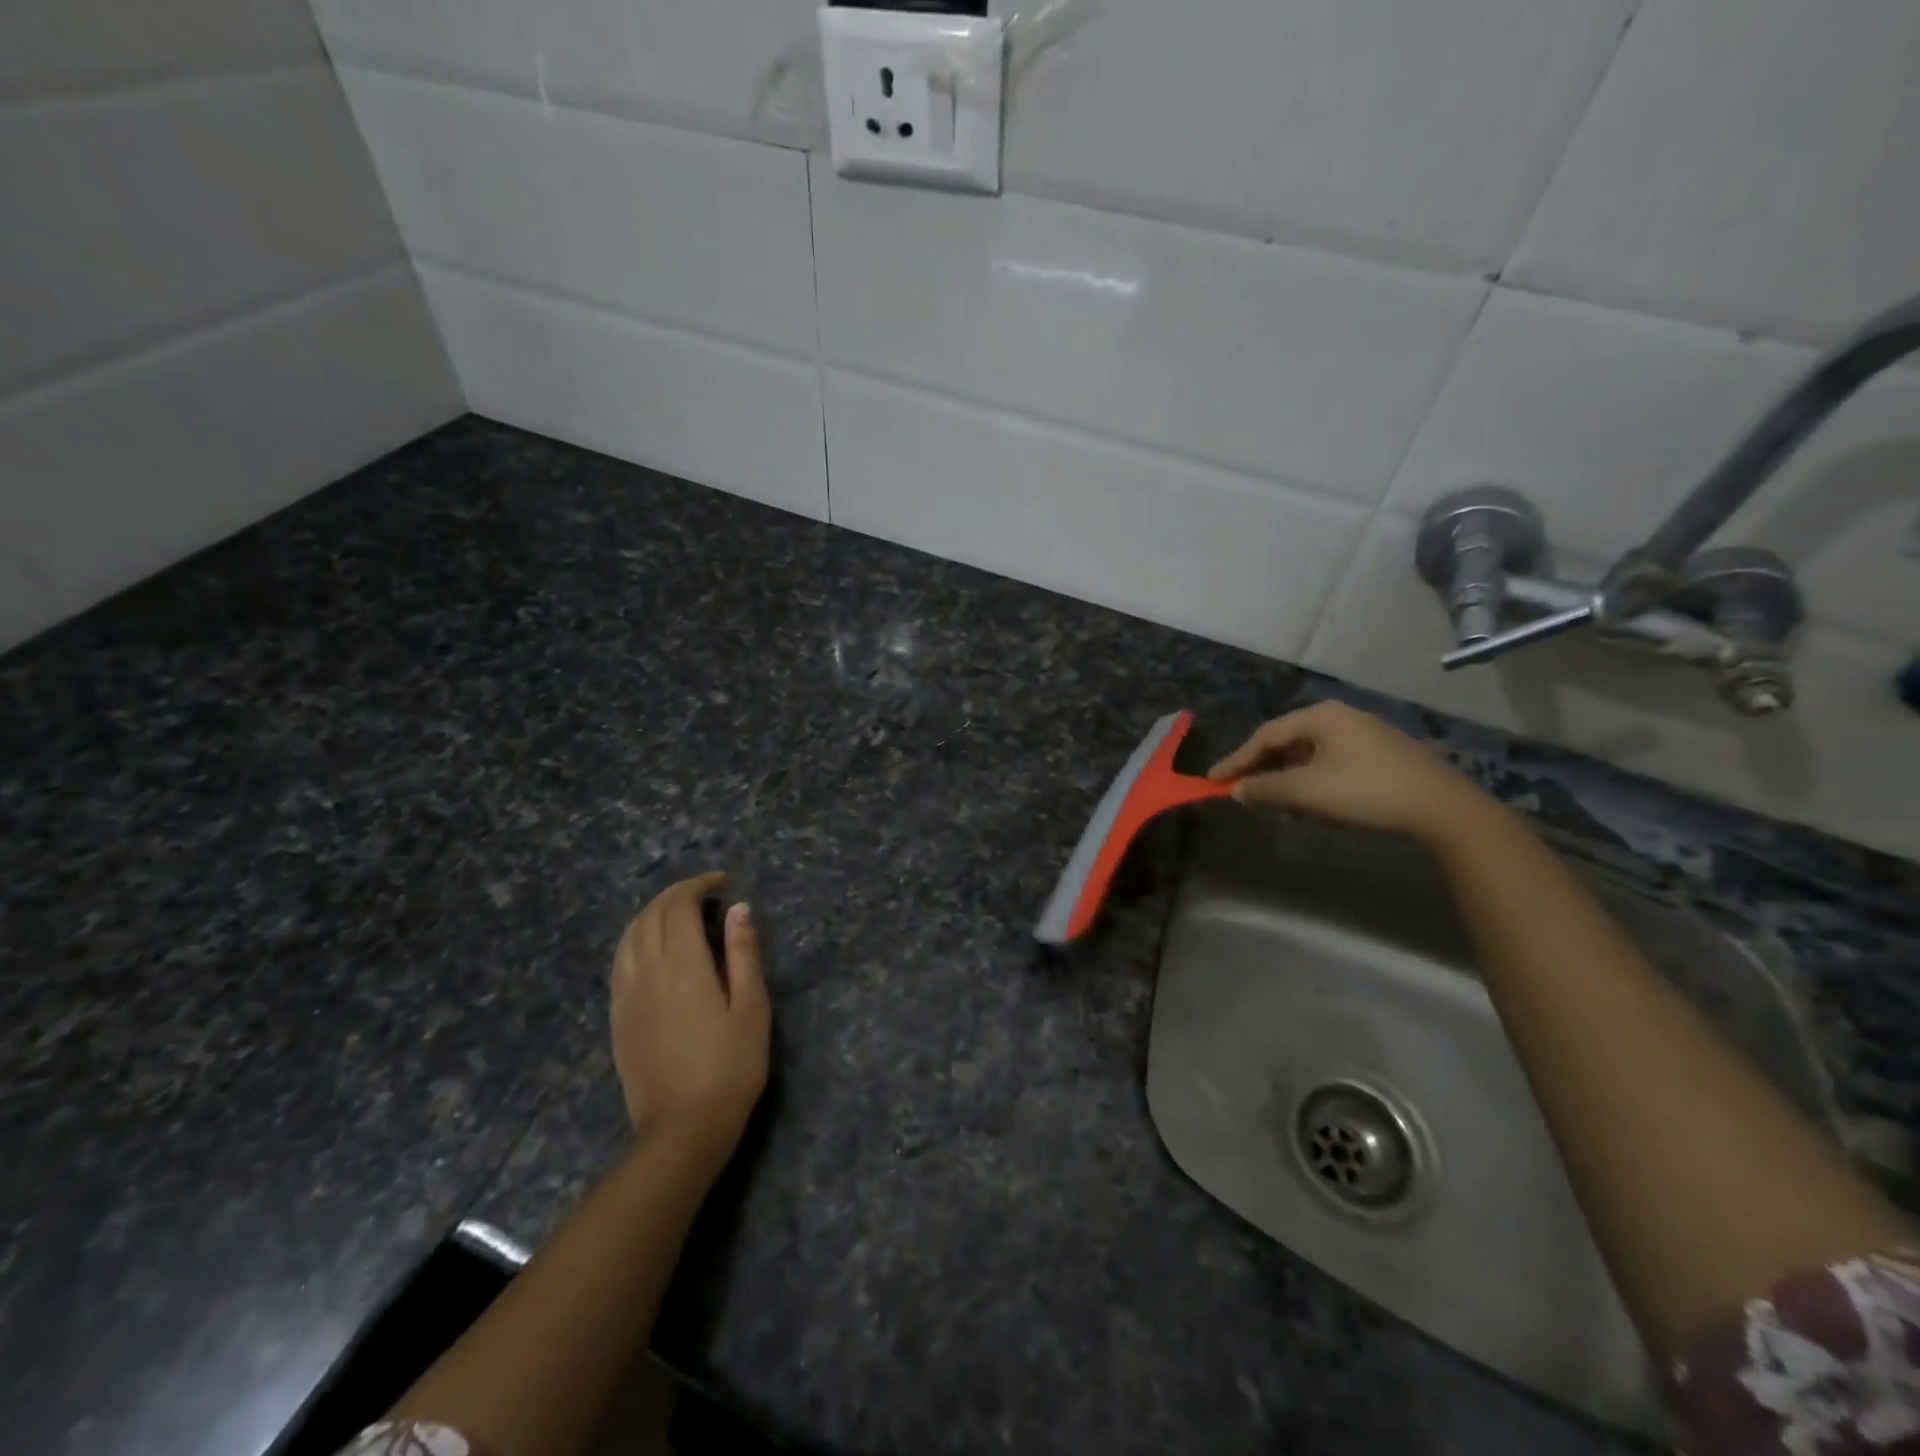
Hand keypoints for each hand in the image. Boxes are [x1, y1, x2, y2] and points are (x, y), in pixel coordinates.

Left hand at [610, 872, 769, 1157]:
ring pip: (629, 936)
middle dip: (674, 894)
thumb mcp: (752, 1008)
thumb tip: (738, 908)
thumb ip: (744, 953)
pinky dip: (636, 939)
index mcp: (683, 967)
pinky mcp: (618, 1017)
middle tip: (703, 892)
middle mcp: (647, 972)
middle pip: (650, 916)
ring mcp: (626, 995)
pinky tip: (651, 947)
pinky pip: (619, 962)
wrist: (682, 1129)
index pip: (679, 907)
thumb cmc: (730, 1067)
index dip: (698, 885)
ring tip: (677, 912)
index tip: (722, 881)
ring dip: (651, 913)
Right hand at [1208, 701, 1493, 843]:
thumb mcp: (1305, 792)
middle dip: (1264, 770)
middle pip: (1287, 742)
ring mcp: (1366, 734)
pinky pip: (1333, 763)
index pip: (1265, 736)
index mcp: (1319, 717)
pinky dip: (1314, 781)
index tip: (1214, 781)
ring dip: (1289, 779)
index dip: (1236, 760)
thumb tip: (1237, 790)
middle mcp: (1341, 717)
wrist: (1440, 807)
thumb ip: (1264, 789)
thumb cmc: (1364, 791)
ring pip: (1311, 755)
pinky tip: (1316, 804)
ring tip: (1279, 803)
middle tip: (1244, 792)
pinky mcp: (1384, 755)